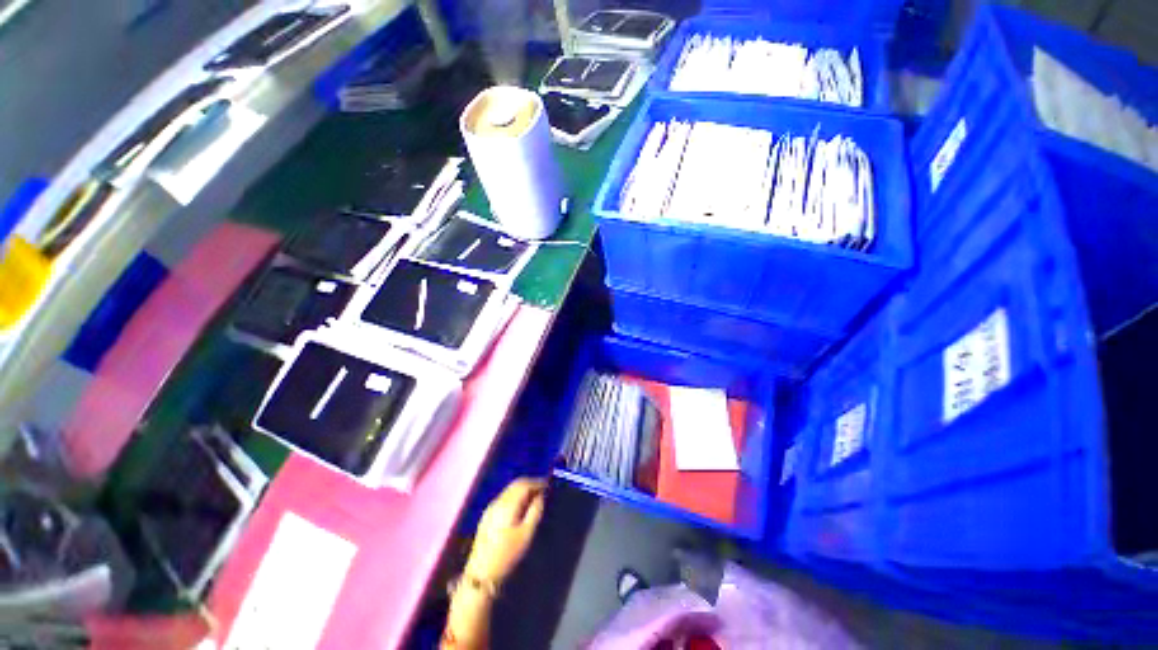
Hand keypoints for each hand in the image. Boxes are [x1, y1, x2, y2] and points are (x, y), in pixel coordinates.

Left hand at [465, 478, 545, 584]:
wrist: (481, 574)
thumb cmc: (507, 555)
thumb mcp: (526, 534)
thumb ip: (535, 511)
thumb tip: (540, 496)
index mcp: (507, 504)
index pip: (524, 484)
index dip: (537, 482)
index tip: (548, 485)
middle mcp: (498, 501)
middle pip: (515, 484)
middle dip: (530, 483)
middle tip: (542, 488)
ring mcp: (490, 508)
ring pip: (509, 490)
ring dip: (522, 489)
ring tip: (534, 496)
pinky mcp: (487, 515)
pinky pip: (504, 497)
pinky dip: (515, 495)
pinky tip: (520, 505)